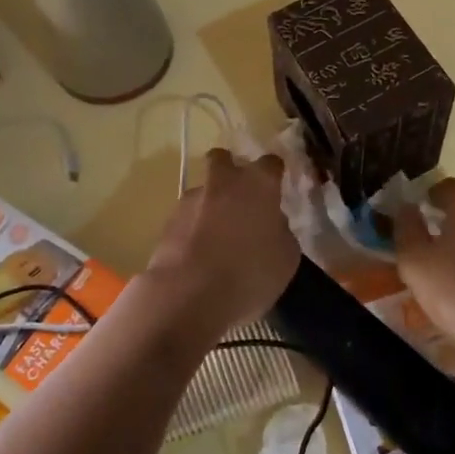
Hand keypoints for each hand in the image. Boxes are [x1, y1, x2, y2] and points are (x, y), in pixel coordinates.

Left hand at [142, 149, 297, 335]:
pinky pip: (187, 217)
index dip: (273, 174)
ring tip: (217, 239)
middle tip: (239, 199)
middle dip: (230, 171)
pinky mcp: (168, 221)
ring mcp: (191, 199)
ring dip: (210, 205)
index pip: (270, 163)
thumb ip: (280, 231)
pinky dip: (194, 229)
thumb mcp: (286, 258)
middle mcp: (223, 182)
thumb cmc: (250, 274)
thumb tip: (271, 224)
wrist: (189, 294)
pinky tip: (199, 255)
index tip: (276, 189)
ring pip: (203, 190)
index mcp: (258, 184)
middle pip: (223, 159)